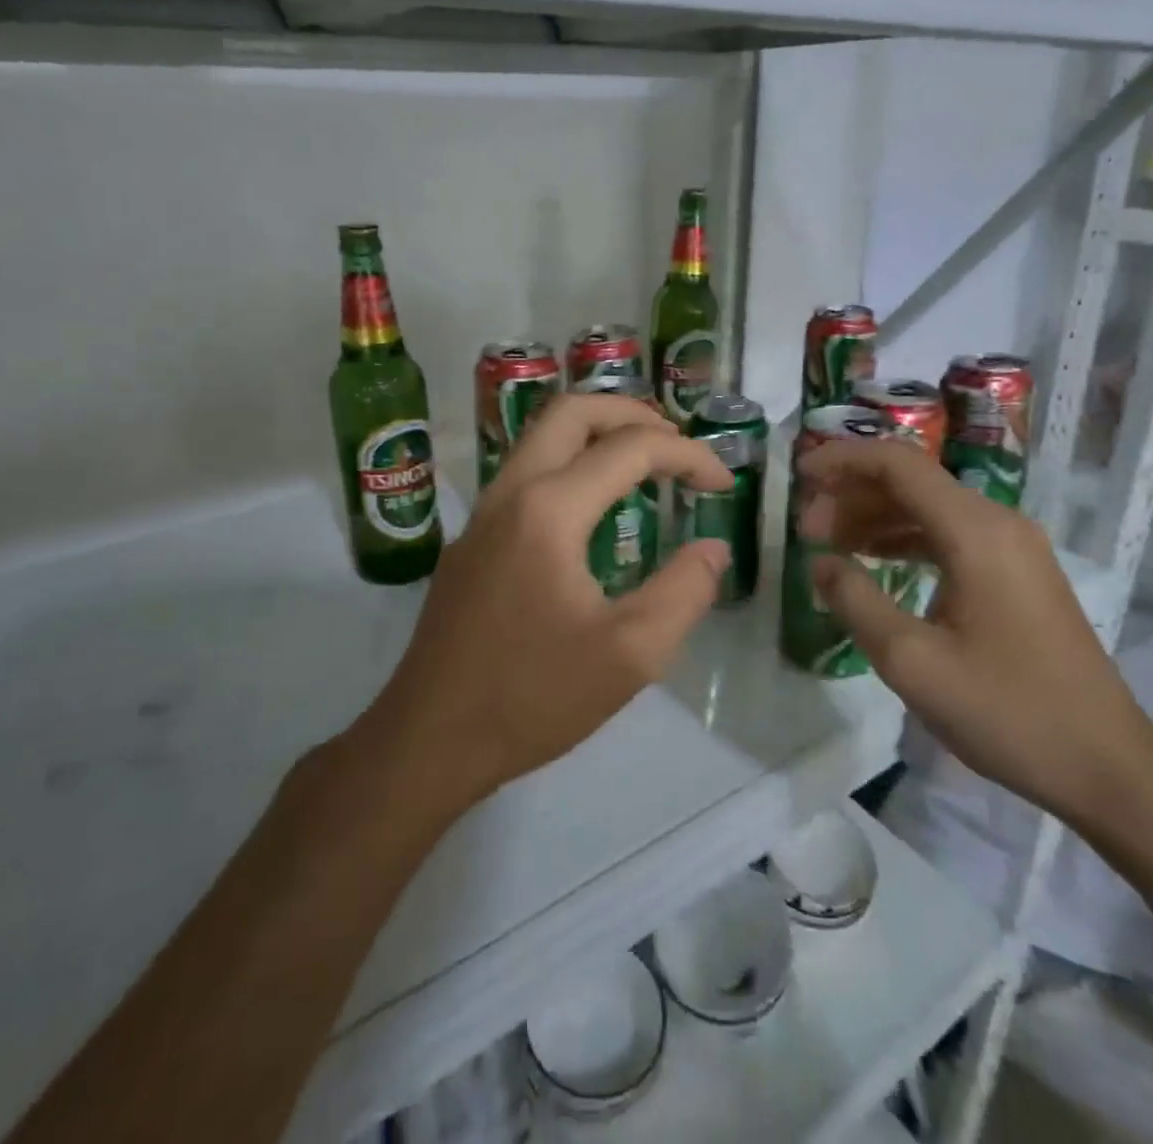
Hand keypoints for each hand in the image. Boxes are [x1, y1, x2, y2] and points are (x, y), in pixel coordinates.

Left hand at [368, 394, 733, 807]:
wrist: (429, 739)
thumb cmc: (532, 697)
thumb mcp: (631, 655)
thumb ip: (685, 592)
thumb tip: (712, 548)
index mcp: (549, 510)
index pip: (631, 448)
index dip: (688, 455)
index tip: (723, 485)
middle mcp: (510, 493)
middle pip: (572, 411)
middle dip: (633, 413)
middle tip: (677, 445)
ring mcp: (482, 514)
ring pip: (541, 437)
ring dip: (596, 433)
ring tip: (643, 464)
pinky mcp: (470, 540)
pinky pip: (525, 473)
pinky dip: (570, 463)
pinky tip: (594, 509)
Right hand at [797, 437, 1152, 823]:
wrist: (1106, 764)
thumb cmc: (1007, 711)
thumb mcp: (911, 661)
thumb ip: (855, 601)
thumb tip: (819, 562)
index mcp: (975, 531)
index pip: (898, 464)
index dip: (843, 461)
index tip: (799, 478)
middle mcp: (997, 523)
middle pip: (912, 481)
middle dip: (852, 494)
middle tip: (806, 528)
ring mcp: (1013, 547)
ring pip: (929, 508)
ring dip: (875, 517)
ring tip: (828, 545)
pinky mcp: (1017, 573)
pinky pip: (949, 535)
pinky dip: (904, 539)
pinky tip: (873, 562)